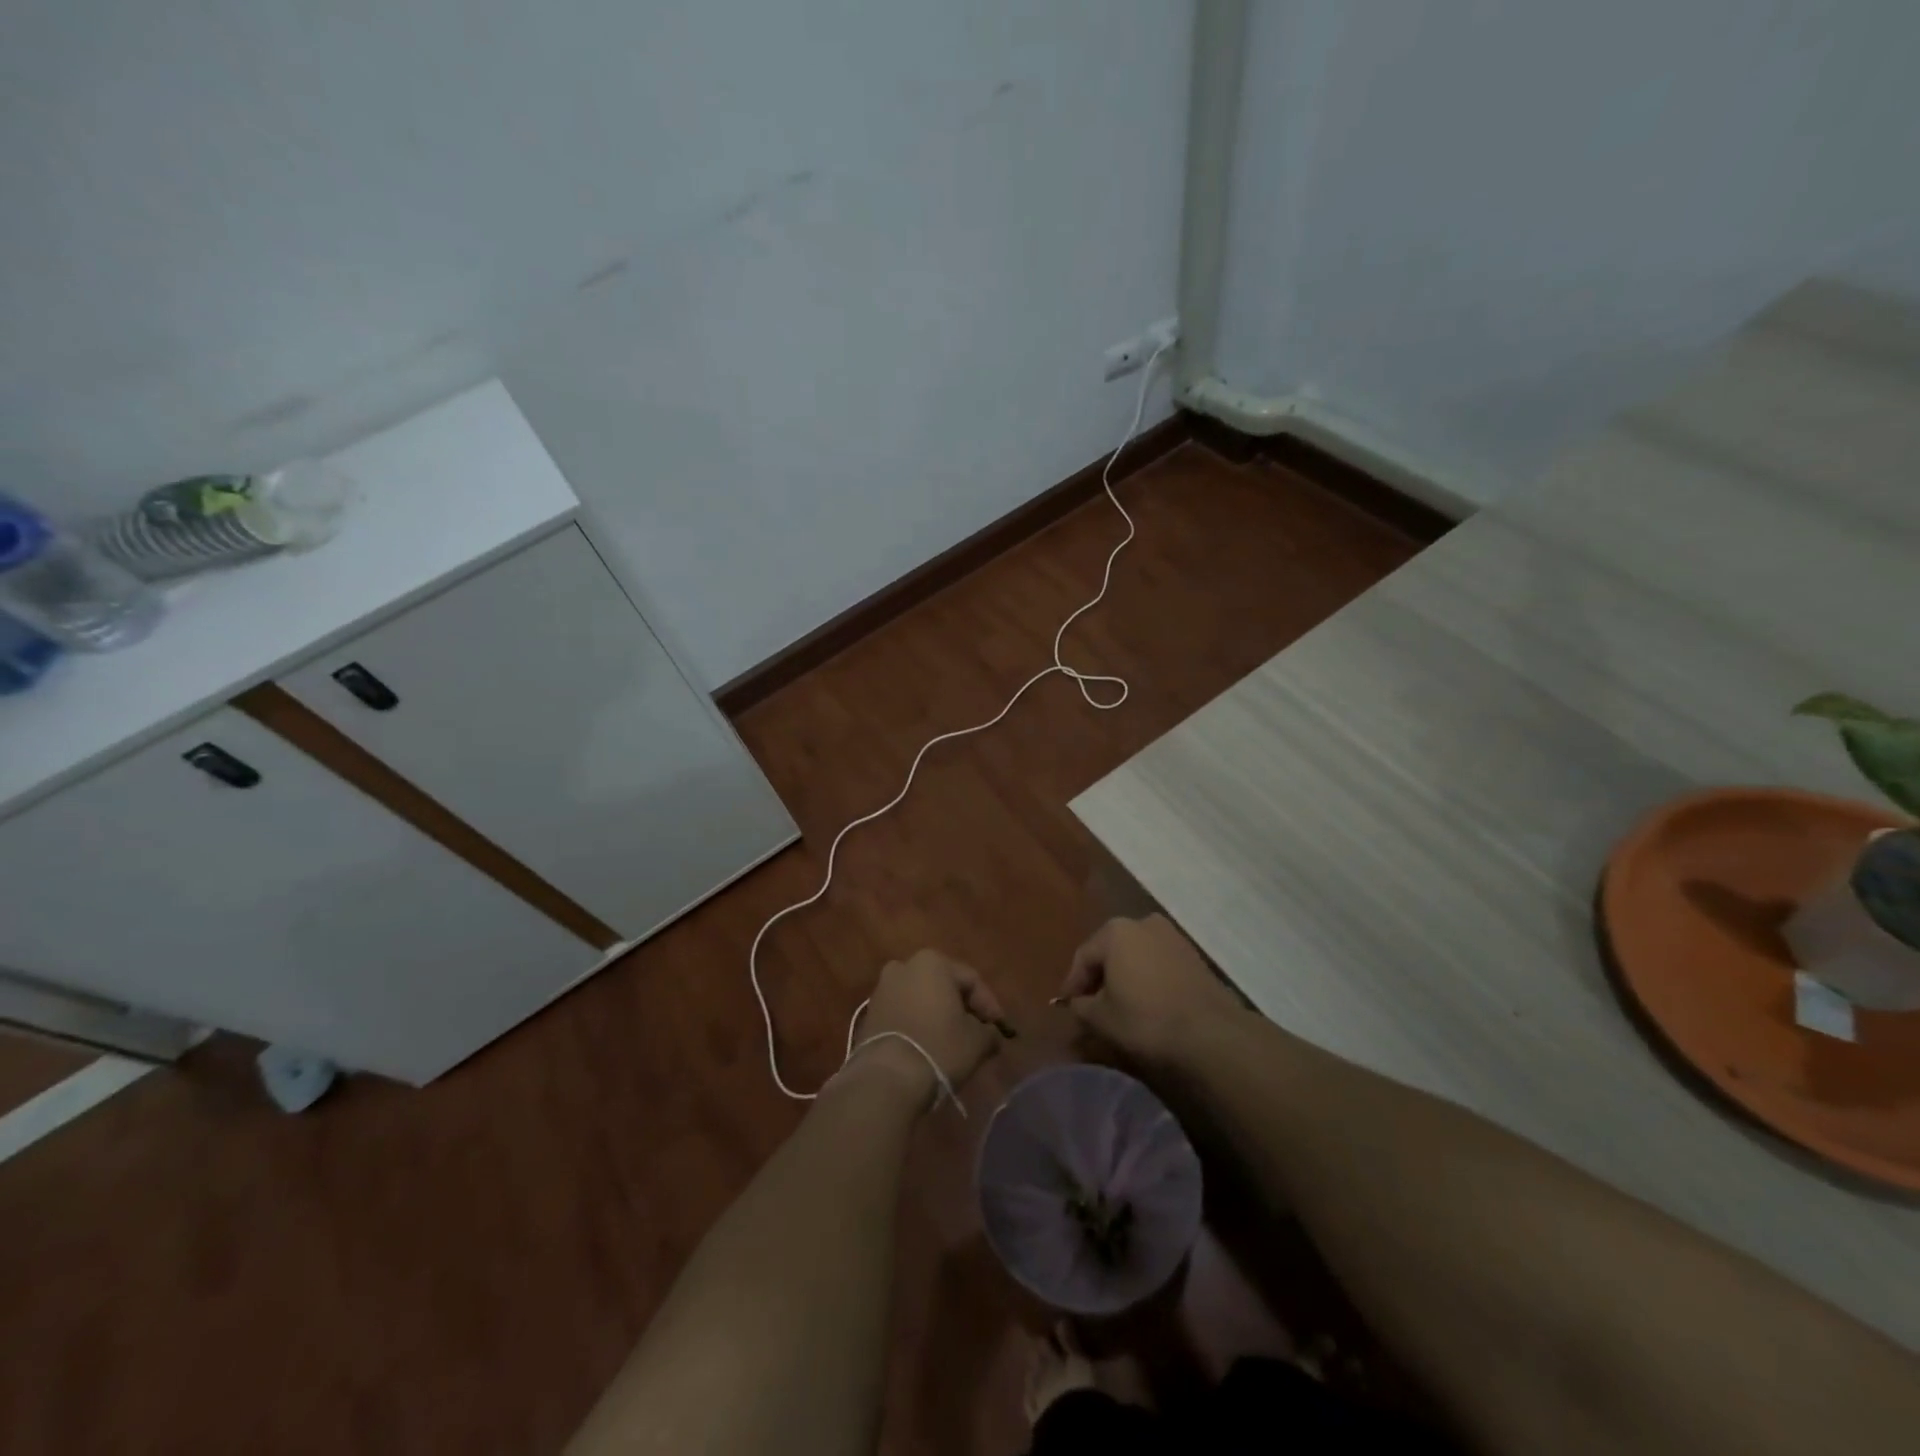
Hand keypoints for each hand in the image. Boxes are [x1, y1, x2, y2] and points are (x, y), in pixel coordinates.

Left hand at [854, 949, 1005, 1102]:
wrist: (886, 1077)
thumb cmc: (939, 1047)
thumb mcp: (977, 1041)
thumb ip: (989, 1032)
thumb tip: (991, 1035)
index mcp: (932, 962)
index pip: (971, 980)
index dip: (989, 1005)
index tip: (1000, 1029)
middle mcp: (904, 966)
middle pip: (944, 985)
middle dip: (962, 1007)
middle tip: (977, 1031)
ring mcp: (883, 989)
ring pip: (921, 998)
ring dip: (938, 1015)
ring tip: (952, 1041)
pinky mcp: (870, 1013)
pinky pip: (903, 1012)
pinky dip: (918, 1023)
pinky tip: (927, 1045)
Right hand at [1059, 915, 1245, 1065]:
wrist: (1211, 1033)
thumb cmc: (1146, 1019)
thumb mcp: (1101, 1018)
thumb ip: (1081, 1007)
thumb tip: (1077, 1004)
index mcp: (1115, 931)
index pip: (1083, 957)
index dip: (1072, 984)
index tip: (1067, 1007)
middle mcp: (1143, 923)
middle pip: (1110, 951)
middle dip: (1099, 977)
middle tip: (1091, 1005)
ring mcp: (1172, 936)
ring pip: (1136, 956)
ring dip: (1125, 977)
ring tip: (1119, 1006)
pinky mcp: (1193, 955)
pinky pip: (1158, 964)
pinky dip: (1148, 979)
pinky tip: (1147, 1003)